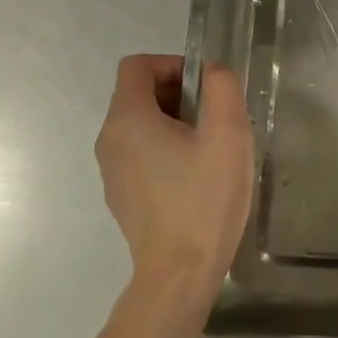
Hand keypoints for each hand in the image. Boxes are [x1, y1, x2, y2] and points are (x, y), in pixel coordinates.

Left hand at [95, 55, 253, 297]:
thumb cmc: (205, 199)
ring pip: (140, 126)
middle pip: (138, 94)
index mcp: (127, 119)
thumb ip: (222, 88)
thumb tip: (213, 70)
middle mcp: (109, 140)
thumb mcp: (228, 135)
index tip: (206, 86)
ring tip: (210, 148)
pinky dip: (165, 150)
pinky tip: (196, 177)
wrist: (180, 273)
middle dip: (178, 94)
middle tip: (216, 118)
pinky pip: (140, 154)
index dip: (172, 63)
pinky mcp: (121, 195)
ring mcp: (111, 171)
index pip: (136, 66)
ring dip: (174, 123)